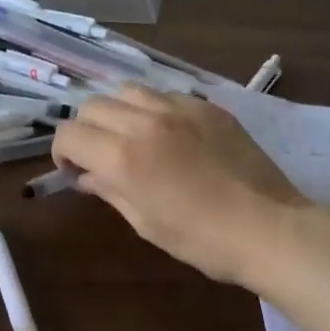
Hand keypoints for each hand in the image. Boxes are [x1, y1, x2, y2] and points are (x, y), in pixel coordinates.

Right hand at [52, 86, 309, 285]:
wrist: (267, 227)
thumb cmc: (201, 239)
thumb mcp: (145, 222)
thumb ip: (109, 190)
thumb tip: (86, 176)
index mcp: (123, 156)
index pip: (69, 134)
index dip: (62, 153)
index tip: (74, 171)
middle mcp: (145, 121)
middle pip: (93, 106)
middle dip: (86, 130)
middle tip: (100, 156)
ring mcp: (180, 108)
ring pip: (128, 91)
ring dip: (119, 112)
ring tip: (133, 138)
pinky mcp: (208, 107)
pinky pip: (167, 95)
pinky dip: (155, 109)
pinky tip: (170, 134)